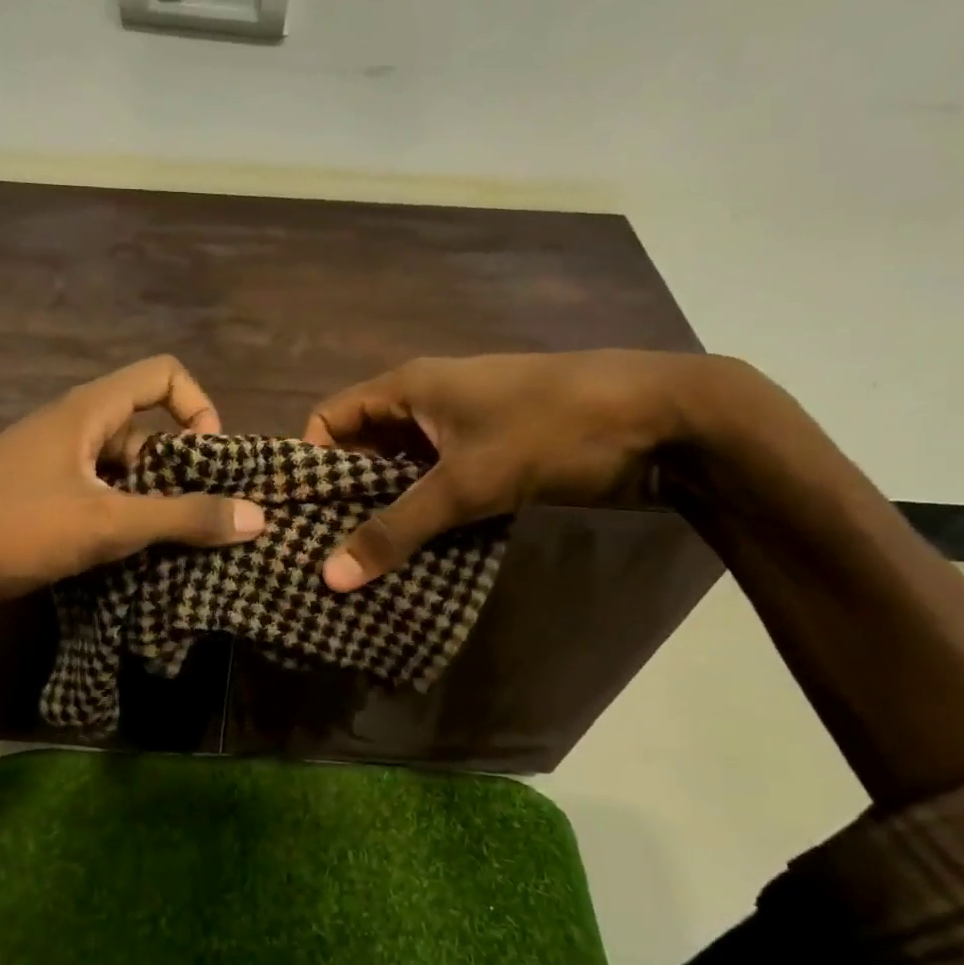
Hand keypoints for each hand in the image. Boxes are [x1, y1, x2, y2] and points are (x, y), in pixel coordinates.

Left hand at [0, 355, 265, 601]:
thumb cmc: (12, 527)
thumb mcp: (106, 524)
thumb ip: (182, 518)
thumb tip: (258, 516)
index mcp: (89, 409)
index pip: (164, 375)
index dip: (200, 408)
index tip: (210, 463)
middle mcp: (72, 423)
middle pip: (147, 426)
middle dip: (180, 469)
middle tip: (199, 519)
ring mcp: (50, 458)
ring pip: (120, 466)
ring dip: (150, 499)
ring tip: (168, 545)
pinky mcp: (35, 490)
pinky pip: (94, 490)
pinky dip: (118, 514)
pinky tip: (125, 554)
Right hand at [302, 350, 731, 590]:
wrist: (665, 419)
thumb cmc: (551, 430)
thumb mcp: (467, 482)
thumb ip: (396, 529)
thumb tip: (329, 576)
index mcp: (408, 388)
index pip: (331, 419)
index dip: (308, 462)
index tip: (297, 516)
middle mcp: (426, 404)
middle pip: (362, 449)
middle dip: (343, 498)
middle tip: (320, 552)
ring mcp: (461, 432)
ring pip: (402, 474)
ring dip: (385, 514)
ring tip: (359, 565)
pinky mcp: (491, 459)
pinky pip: (438, 488)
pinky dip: (423, 519)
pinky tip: (412, 559)